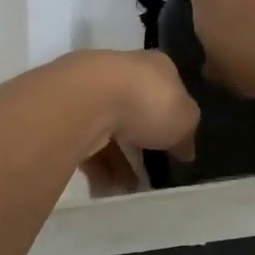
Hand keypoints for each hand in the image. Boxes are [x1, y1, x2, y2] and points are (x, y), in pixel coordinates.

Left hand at [57, 50, 198, 194]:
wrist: (88, 99)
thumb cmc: (148, 102)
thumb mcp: (185, 118)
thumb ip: (187, 132)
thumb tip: (185, 148)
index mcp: (155, 65)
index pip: (168, 88)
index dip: (173, 117)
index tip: (176, 144)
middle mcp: (122, 71)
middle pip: (136, 110)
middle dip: (141, 143)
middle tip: (150, 173)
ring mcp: (91, 90)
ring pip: (109, 130)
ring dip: (118, 162)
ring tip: (125, 188)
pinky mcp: (67, 112)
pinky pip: (86, 143)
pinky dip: (96, 166)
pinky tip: (104, 188)